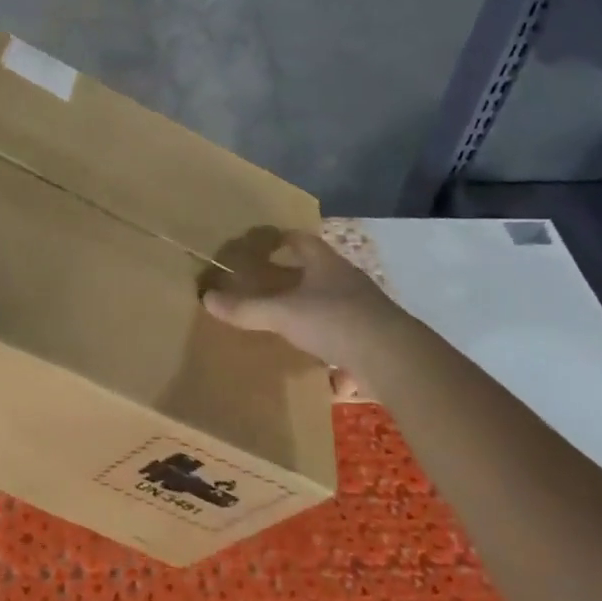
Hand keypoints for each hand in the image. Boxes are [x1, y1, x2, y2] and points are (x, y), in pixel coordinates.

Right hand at [203, 230, 410, 396]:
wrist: (394, 358)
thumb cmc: (334, 320)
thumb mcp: (283, 314)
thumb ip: (246, 308)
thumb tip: (206, 297)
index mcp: (324, 263)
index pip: (300, 239)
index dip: (279, 239)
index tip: (260, 244)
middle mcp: (346, 279)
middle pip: (316, 269)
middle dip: (293, 275)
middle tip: (265, 282)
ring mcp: (363, 307)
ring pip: (330, 300)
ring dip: (311, 307)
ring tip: (287, 319)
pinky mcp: (373, 336)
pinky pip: (344, 332)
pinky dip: (328, 341)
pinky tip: (317, 361)